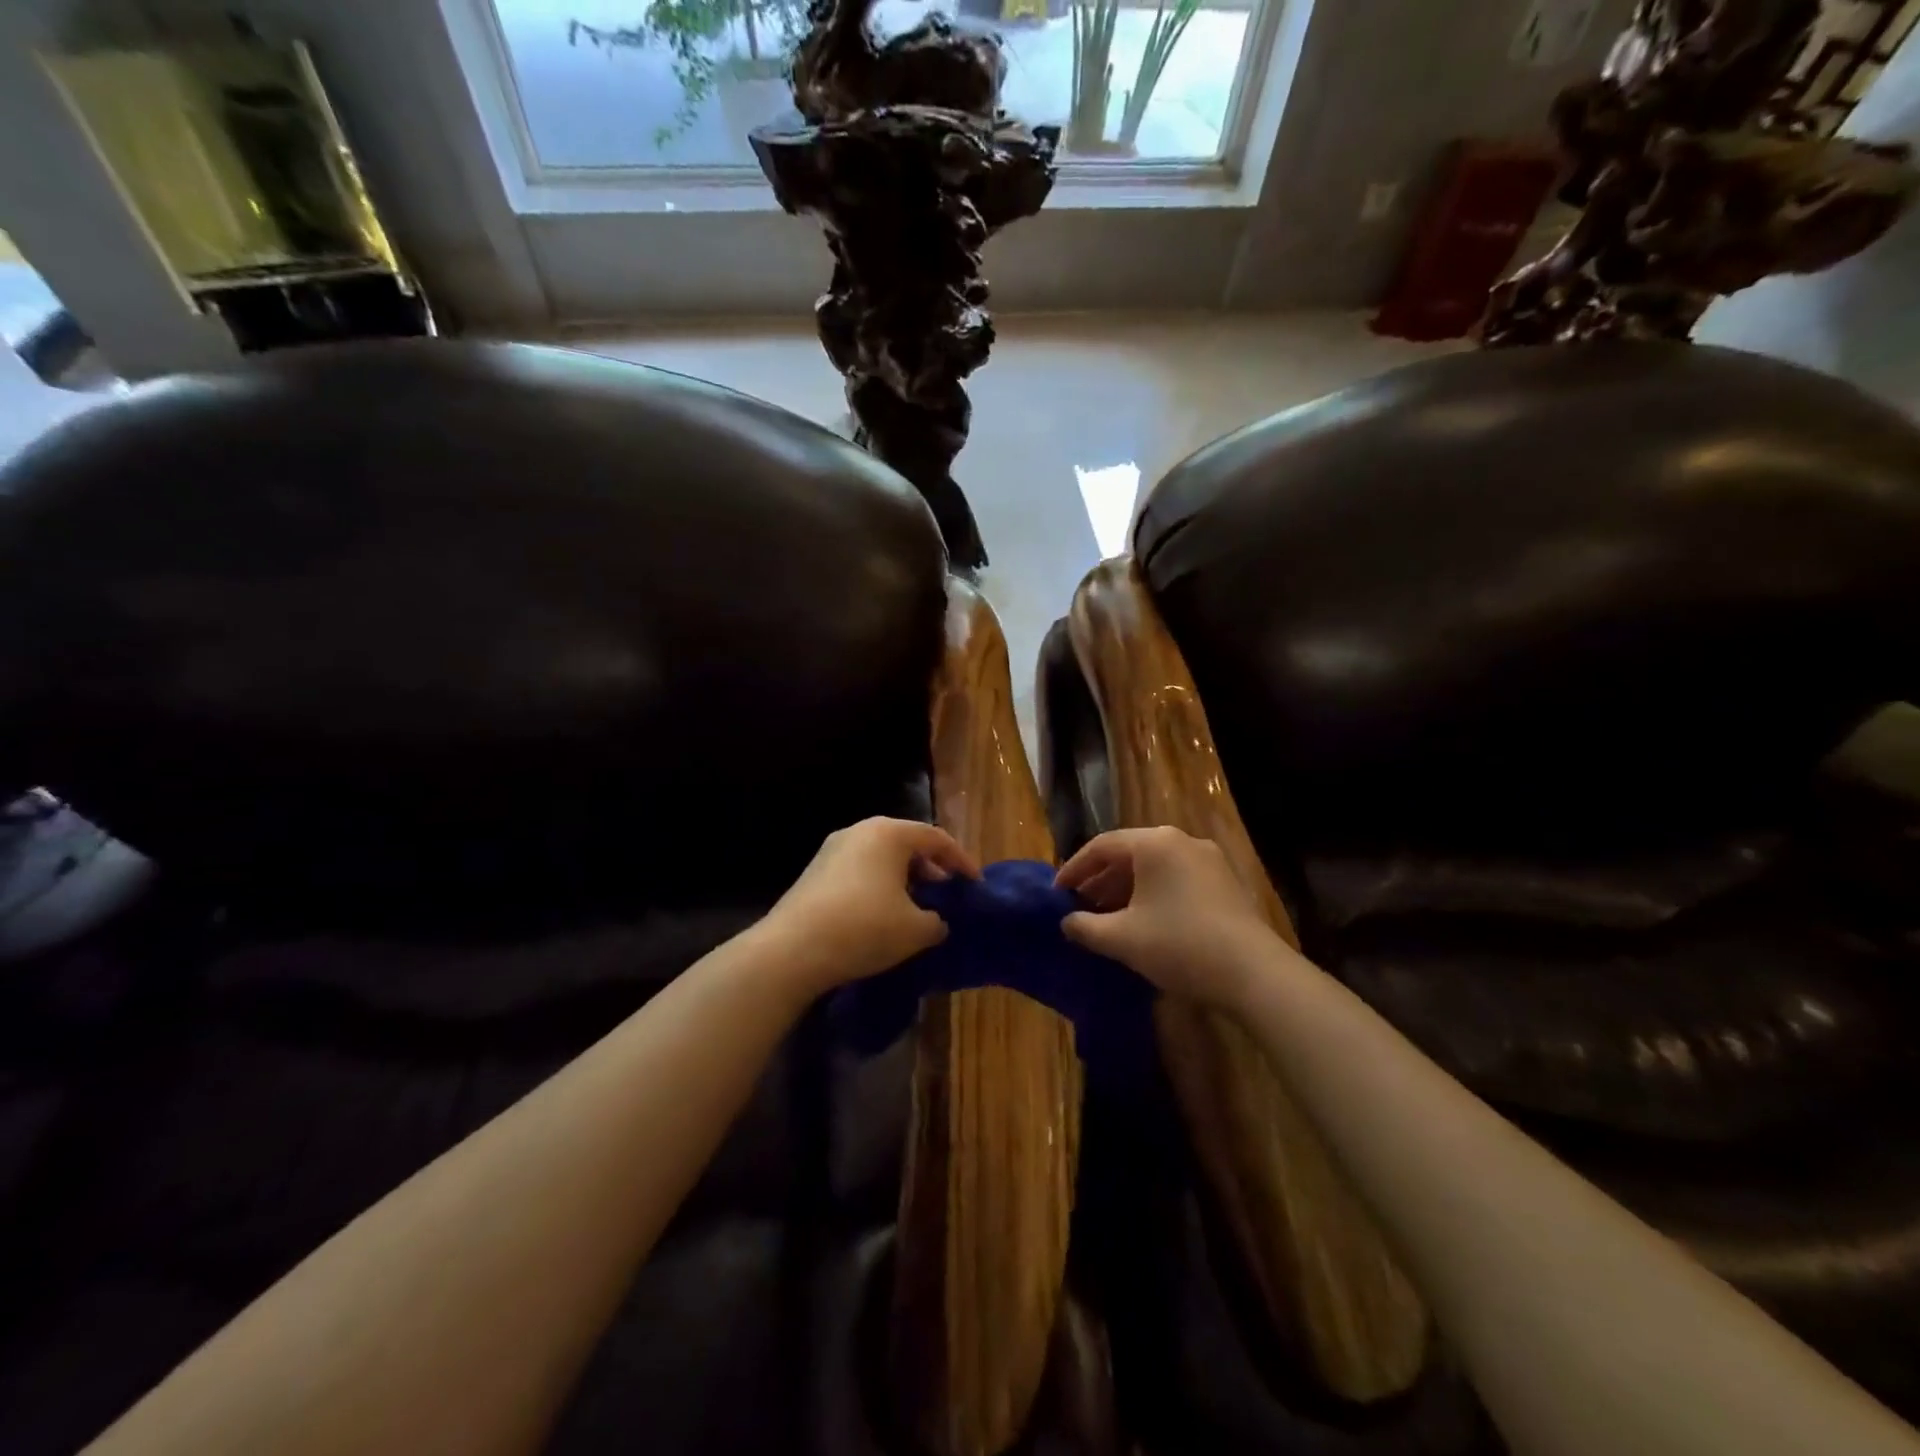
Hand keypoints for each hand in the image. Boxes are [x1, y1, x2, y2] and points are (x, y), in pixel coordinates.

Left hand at [764, 817, 979, 992]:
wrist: (791, 950)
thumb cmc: (864, 928)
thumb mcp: (915, 930)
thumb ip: (937, 921)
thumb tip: (936, 921)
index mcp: (889, 833)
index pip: (937, 839)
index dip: (961, 862)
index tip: (975, 886)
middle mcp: (860, 831)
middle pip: (907, 844)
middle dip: (932, 869)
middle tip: (946, 896)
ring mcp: (833, 850)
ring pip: (881, 858)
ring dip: (904, 880)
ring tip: (916, 909)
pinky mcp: (815, 872)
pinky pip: (860, 871)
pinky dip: (879, 887)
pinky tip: (882, 916)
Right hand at [1056, 826, 1276, 1007]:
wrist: (1254, 974)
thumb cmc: (1179, 945)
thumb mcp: (1122, 938)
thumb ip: (1085, 927)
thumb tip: (1067, 923)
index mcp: (1155, 843)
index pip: (1102, 846)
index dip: (1074, 869)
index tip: (1057, 893)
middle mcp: (1182, 841)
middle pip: (1129, 854)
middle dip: (1100, 881)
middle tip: (1079, 907)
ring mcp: (1208, 861)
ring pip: (1154, 868)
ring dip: (1125, 890)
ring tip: (1107, 918)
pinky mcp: (1225, 884)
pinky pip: (1176, 880)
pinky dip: (1152, 895)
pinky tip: (1143, 923)